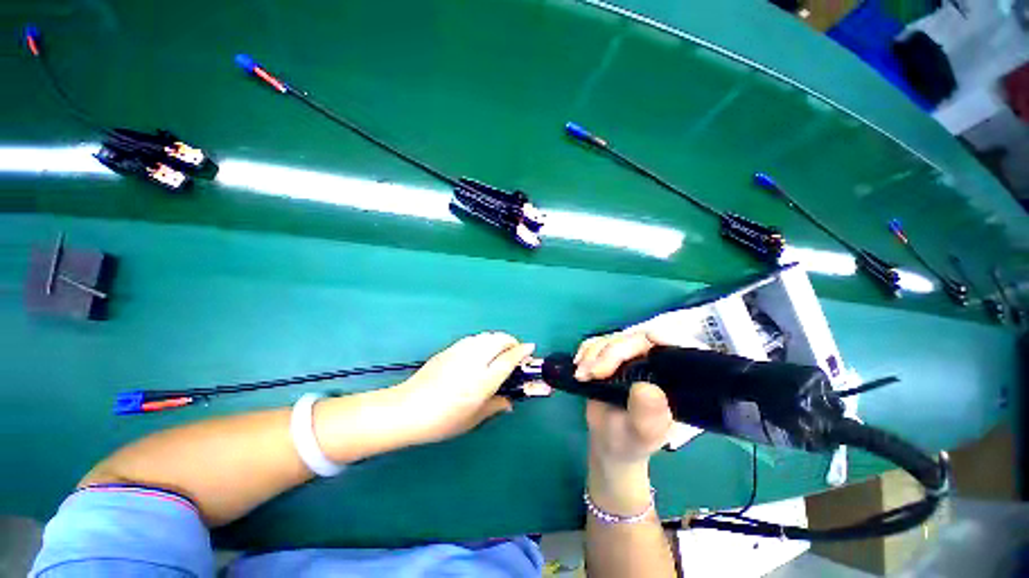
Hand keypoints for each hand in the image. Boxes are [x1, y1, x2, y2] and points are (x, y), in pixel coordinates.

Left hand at [394, 332, 533, 444]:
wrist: (407, 409)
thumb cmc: (443, 420)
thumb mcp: (473, 419)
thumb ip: (495, 406)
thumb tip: (509, 402)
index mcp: (483, 381)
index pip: (508, 359)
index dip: (522, 351)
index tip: (530, 348)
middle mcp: (474, 361)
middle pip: (499, 340)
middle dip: (511, 341)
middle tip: (514, 352)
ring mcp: (460, 352)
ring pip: (486, 336)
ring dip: (497, 339)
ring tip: (498, 350)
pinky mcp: (449, 349)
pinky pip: (472, 339)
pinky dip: (483, 341)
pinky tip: (479, 351)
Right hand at [575, 330, 704, 514]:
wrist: (608, 439)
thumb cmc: (630, 441)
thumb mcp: (642, 434)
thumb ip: (647, 415)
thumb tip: (646, 388)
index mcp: (672, 379)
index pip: (676, 349)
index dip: (668, 337)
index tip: (651, 337)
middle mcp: (654, 363)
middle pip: (636, 340)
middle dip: (611, 353)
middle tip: (591, 373)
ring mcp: (630, 357)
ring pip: (613, 339)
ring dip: (593, 353)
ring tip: (581, 376)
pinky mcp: (610, 355)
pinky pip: (597, 342)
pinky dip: (585, 350)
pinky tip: (579, 366)